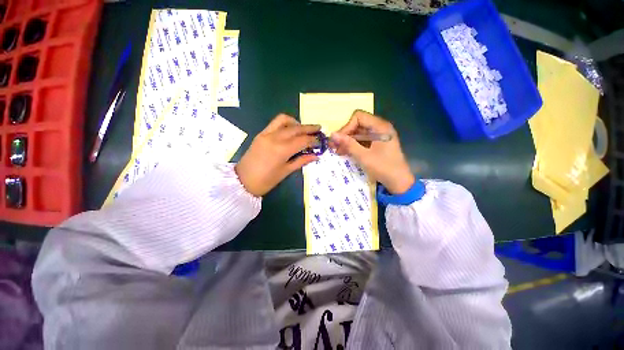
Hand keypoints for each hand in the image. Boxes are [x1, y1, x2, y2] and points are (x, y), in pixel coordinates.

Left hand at [235, 114, 319, 196]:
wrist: (242, 181)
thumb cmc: (266, 181)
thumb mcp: (286, 172)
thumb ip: (301, 161)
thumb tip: (316, 156)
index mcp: (282, 150)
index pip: (303, 140)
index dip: (313, 140)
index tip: (321, 141)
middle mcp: (274, 138)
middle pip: (296, 128)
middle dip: (309, 128)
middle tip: (319, 129)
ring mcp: (266, 134)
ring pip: (284, 120)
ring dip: (297, 122)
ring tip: (304, 129)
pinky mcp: (261, 134)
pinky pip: (275, 123)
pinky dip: (286, 123)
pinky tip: (291, 130)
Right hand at [331, 110, 414, 193]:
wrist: (399, 182)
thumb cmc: (383, 168)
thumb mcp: (364, 156)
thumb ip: (348, 144)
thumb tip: (332, 135)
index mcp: (380, 127)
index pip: (358, 117)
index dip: (347, 127)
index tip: (339, 140)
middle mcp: (380, 128)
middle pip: (358, 124)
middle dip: (345, 135)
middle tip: (334, 146)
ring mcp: (378, 136)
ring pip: (358, 133)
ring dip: (347, 141)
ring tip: (337, 151)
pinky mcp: (377, 144)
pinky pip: (362, 141)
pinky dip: (353, 145)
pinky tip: (345, 153)